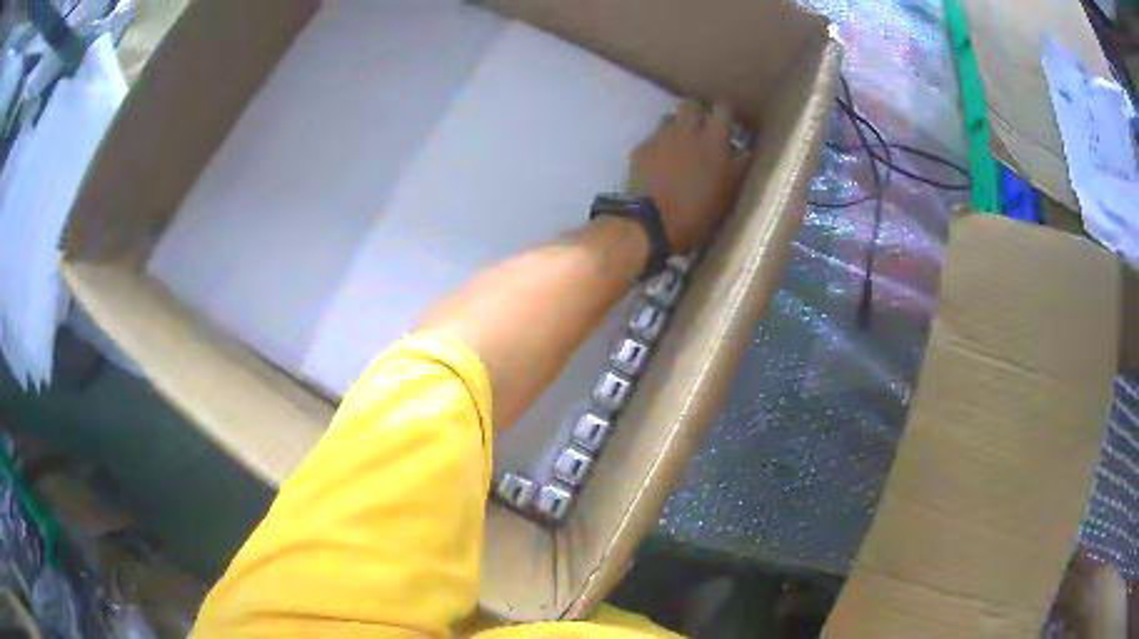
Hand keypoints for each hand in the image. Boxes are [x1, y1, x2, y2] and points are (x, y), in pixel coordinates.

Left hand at [631, 100, 751, 253]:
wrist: (650, 222)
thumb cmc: (698, 213)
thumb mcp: (728, 193)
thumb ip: (738, 167)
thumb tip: (745, 150)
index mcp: (714, 141)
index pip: (723, 108)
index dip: (724, 112)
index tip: (727, 121)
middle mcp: (687, 130)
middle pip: (692, 106)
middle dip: (697, 113)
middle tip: (701, 130)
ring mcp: (661, 137)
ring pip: (670, 119)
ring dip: (676, 127)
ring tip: (679, 145)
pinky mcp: (641, 148)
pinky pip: (653, 138)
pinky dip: (659, 145)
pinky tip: (659, 163)